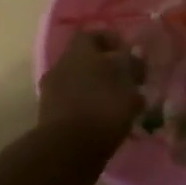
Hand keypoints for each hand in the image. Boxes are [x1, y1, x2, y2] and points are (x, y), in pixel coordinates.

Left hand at [38, 31, 144, 151]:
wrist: (68, 150)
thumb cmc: (103, 108)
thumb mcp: (128, 85)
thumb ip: (133, 66)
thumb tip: (136, 53)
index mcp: (79, 51)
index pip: (93, 34)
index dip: (112, 41)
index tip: (129, 55)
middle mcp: (61, 65)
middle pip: (85, 60)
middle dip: (106, 68)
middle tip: (127, 81)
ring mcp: (52, 91)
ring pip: (79, 82)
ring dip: (96, 89)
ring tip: (119, 104)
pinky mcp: (49, 115)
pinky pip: (73, 103)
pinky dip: (87, 107)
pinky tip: (105, 120)